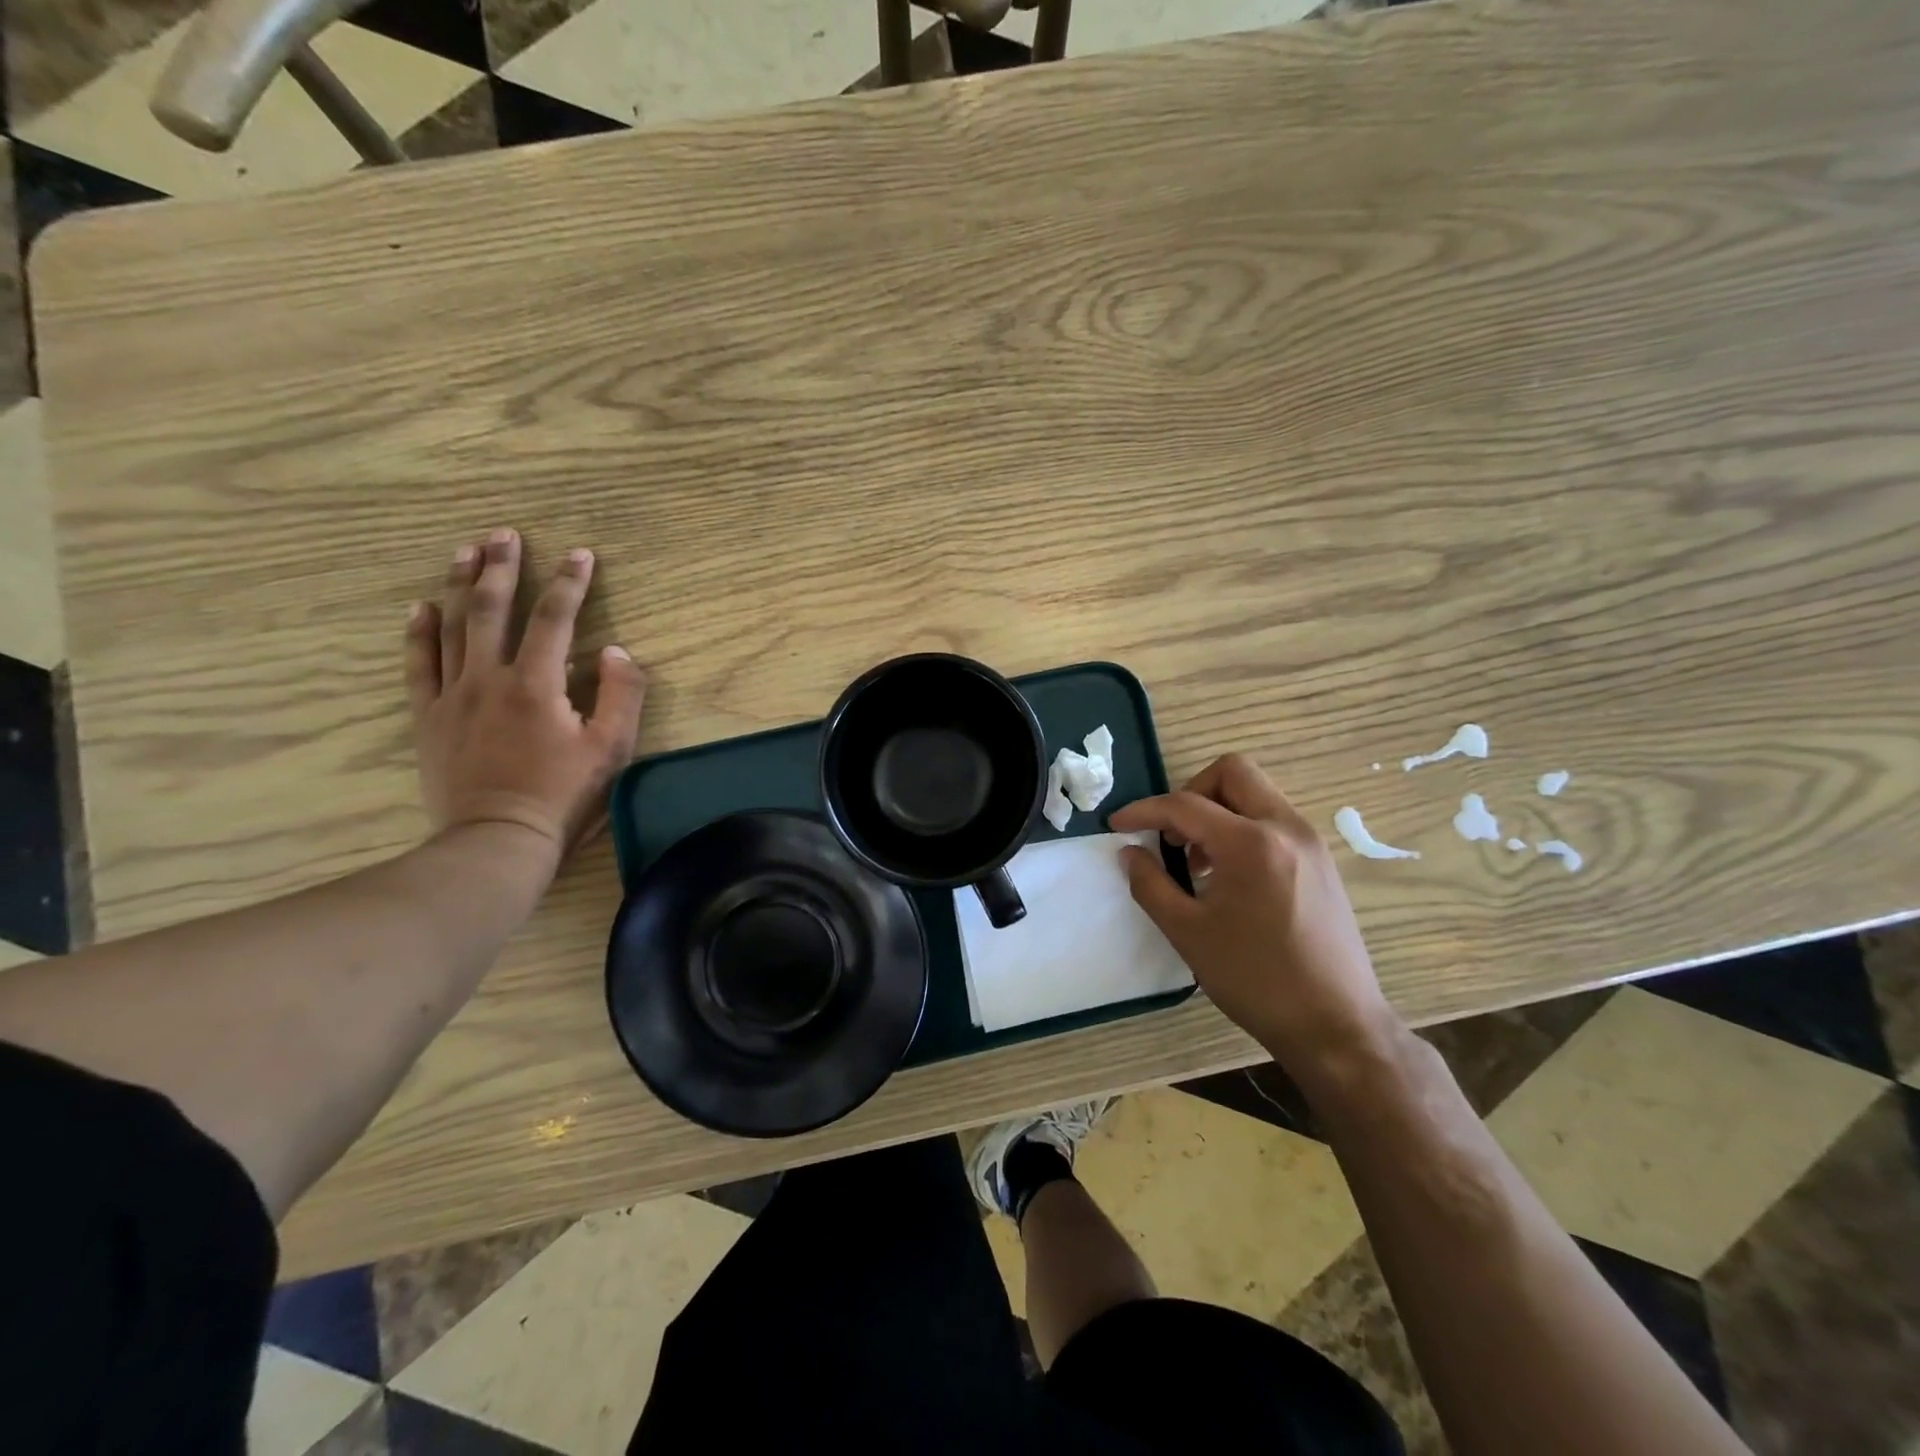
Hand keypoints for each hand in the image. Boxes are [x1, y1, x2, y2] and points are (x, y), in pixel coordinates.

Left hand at [405, 529, 646, 864]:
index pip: (554, 618)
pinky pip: (419, 665)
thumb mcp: (613, 749)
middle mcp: (489, 678)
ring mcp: (453, 696)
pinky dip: (419, 632)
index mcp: (537, 683)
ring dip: (460, 585)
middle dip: (502, 568)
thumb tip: (614, 650)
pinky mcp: (430, 718)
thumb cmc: (564, 796)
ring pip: (452, 627)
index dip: (569, 582)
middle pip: (492, 610)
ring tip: (466, 551)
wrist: (497, 840)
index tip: (580, 553)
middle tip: (504, 533)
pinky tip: (421, 607)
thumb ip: (620, 694)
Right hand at [1110, 754, 1394, 1074]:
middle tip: (1170, 833)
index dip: (1144, 810)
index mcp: (1251, 843)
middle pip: (1232, 773)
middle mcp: (1286, 828)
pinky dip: (1243, 829)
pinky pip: (1274, 821)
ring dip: (1218, 811)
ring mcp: (1310, 843)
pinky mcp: (1322, 862)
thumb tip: (1129, 853)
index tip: (1116, 824)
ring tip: (1197, 861)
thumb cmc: (1256, 980)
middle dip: (1191, 792)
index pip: (1185, 805)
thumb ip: (1151, 885)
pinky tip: (1230, 876)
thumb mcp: (1188, 933)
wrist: (1336, 1025)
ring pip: (1256, 794)